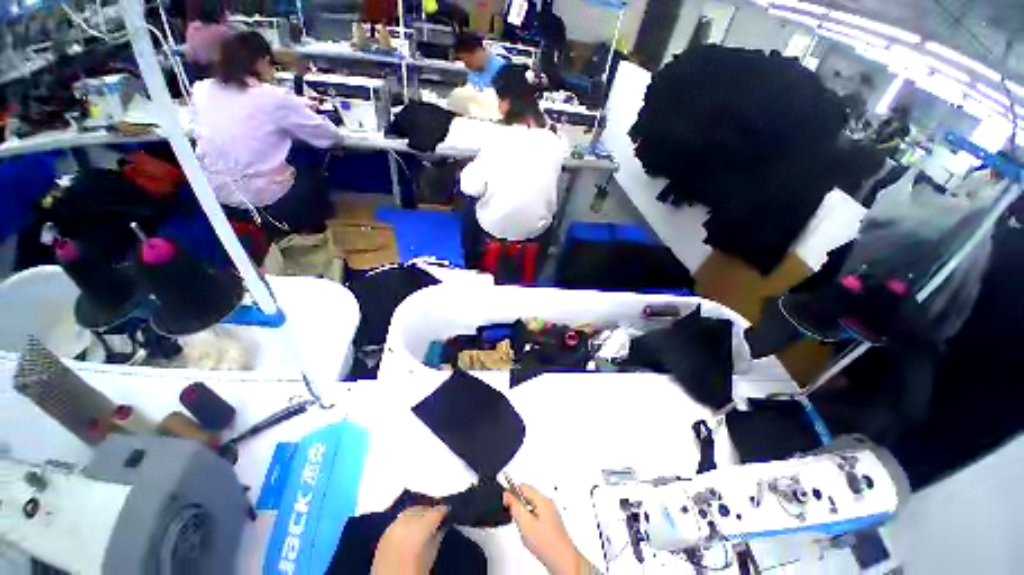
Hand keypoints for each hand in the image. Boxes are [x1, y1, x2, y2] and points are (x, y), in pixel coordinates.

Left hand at [371, 506, 448, 574]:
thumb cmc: (414, 573)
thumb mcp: (431, 555)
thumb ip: (437, 537)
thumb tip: (441, 527)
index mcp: (419, 527)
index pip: (436, 512)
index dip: (443, 511)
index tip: (447, 512)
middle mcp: (405, 523)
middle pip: (421, 509)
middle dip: (429, 512)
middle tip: (436, 518)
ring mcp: (392, 528)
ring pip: (409, 513)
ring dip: (417, 515)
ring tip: (423, 523)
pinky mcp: (383, 535)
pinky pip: (398, 522)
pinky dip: (406, 523)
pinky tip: (410, 530)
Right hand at [504, 484, 585, 574]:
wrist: (562, 561)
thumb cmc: (548, 544)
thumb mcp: (525, 523)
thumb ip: (514, 506)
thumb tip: (506, 495)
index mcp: (543, 499)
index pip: (523, 486)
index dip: (511, 492)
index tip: (504, 500)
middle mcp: (548, 503)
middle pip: (527, 496)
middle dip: (518, 505)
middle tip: (515, 518)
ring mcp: (550, 513)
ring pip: (531, 507)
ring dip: (523, 515)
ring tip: (524, 529)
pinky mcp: (551, 522)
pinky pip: (535, 516)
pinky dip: (530, 522)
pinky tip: (530, 535)